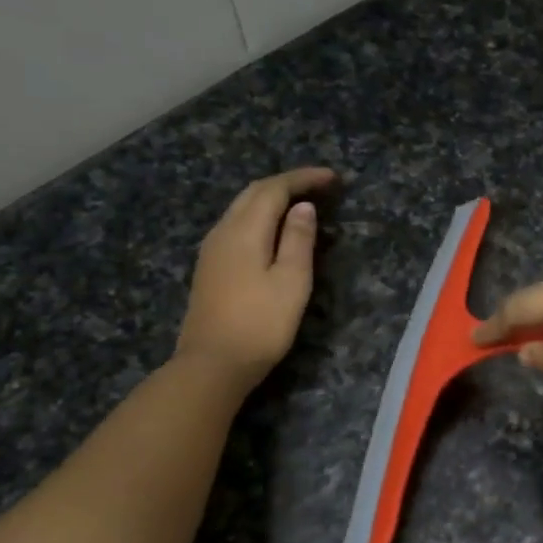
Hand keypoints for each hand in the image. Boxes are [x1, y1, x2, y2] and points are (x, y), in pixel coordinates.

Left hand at [176, 167, 333, 388]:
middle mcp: (223, 231)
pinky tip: (274, 231)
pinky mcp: (210, 268)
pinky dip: (260, 217)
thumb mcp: (292, 282)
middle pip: (253, 193)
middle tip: (319, 186)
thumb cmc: (261, 324)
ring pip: (242, 209)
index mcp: (244, 231)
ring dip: (272, 199)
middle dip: (286, 184)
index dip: (303, 179)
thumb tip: (302, 207)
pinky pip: (236, 226)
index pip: (273, 189)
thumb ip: (298, 240)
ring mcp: (212, 250)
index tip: (332, 178)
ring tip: (301, 204)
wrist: (213, 364)